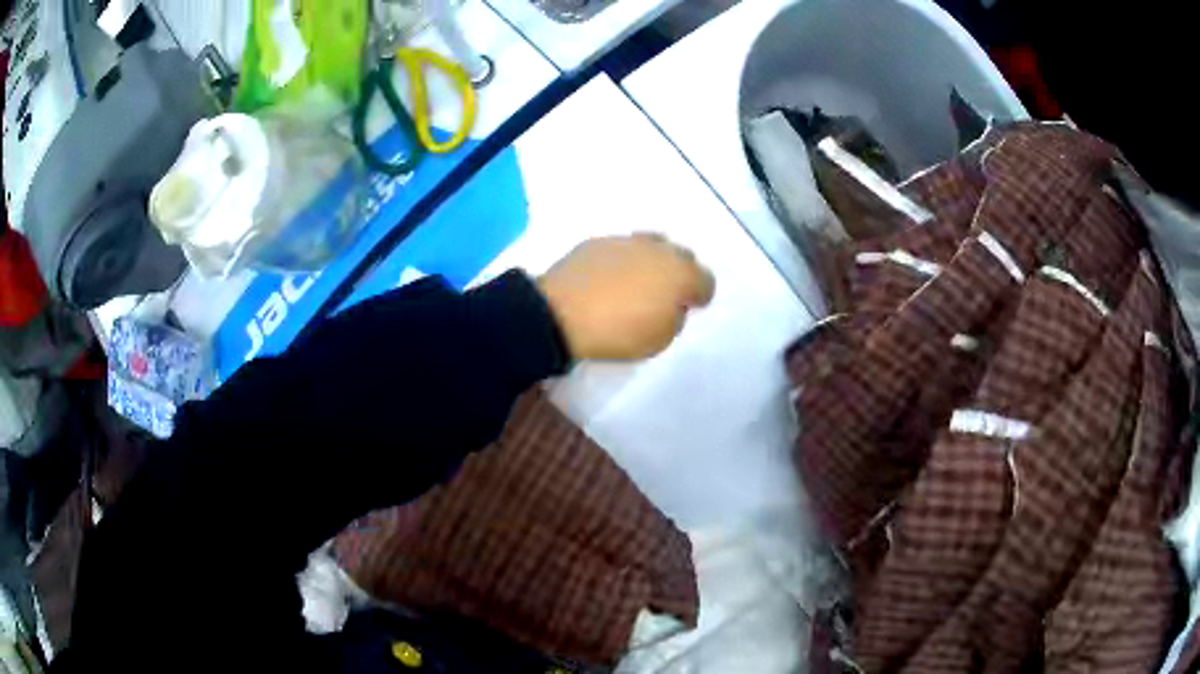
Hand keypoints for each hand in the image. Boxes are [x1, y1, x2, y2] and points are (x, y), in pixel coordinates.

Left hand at [537, 234, 715, 360]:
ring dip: (651, 261)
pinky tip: (608, 278)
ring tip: (636, 282)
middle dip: (679, 272)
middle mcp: (658, 250)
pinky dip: (621, 260)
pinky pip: (621, 248)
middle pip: (682, 255)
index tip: (689, 307)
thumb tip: (670, 304)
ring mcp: (626, 241)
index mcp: (680, 274)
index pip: (705, 281)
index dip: (700, 296)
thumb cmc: (617, 332)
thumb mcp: (660, 340)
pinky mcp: (597, 241)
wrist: (559, 314)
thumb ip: (674, 318)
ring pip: (651, 245)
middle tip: (664, 294)